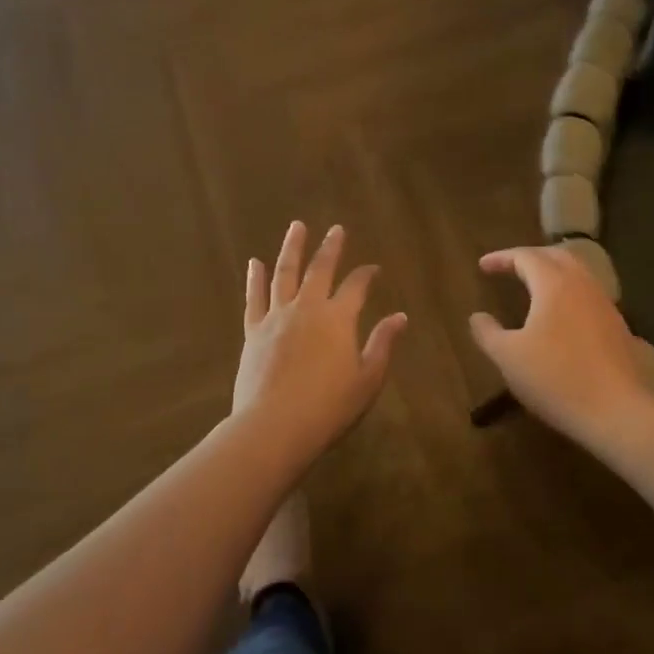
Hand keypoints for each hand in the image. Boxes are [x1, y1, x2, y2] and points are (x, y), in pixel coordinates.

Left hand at [233, 222, 406, 464]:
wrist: (274, 427)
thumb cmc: (329, 407)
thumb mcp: (367, 379)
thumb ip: (382, 344)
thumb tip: (400, 317)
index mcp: (338, 318)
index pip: (357, 286)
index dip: (367, 275)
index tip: (374, 269)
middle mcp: (307, 308)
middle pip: (320, 270)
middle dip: (331, 248)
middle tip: (336, 229)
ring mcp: (276, 317)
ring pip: (284, 274)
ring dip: (292, 249)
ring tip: (296, 227)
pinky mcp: (253, 332)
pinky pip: (254, 298)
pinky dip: (255, 279)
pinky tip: (254, 263)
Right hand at [469, 245, 653, 444]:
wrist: (617, 411)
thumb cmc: (555, 378)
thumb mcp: (508, 357)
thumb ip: (488, 332)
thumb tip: (477, 317)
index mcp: (554, 284)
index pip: (526, 257)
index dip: (502, 258)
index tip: (483, 266)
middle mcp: (583, 286)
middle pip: (557, 256)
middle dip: (531, 257)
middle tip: (510, 267)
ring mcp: (605, 305)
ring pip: (578, 275)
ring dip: (553, 273)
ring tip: (534, 287)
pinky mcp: (618, 327)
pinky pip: (589, 296)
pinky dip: (569, 294)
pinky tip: (561, 316)